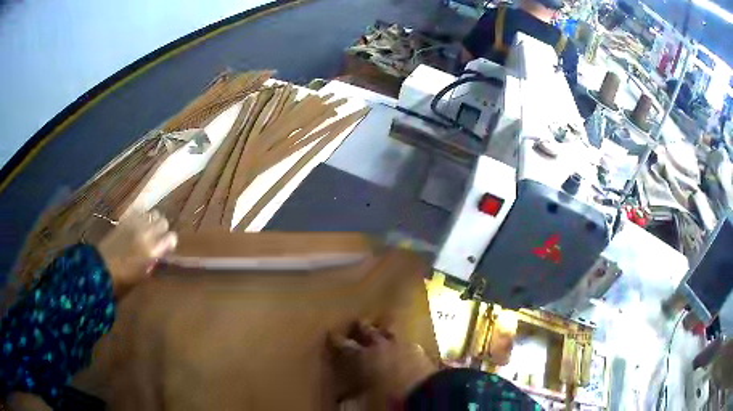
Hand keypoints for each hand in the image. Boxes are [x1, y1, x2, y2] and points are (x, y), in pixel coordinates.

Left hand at [97, 210, 176, 296]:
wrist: (101, 269)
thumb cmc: (123, 279)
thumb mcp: (142, 276)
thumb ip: (153, 262)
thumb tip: (159, 254)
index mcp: (152, 250)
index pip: (172, 237)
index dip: (170, 243)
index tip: (167, 249)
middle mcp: (146, 233)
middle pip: (163, 221)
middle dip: (163, 229)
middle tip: (158, 238)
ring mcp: (135, 224)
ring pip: (153, 213)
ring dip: (153, 221)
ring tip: (148, 230)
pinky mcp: (125, 220)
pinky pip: (139, 212)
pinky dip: (142, 217)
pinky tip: (138, 224)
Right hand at [328, 321, 436, 402]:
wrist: (425, 391)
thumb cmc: (388, 397)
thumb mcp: (365, 400)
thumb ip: (352, 398)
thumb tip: (342, 401)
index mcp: (363, 357)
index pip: (345, 345)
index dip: (336, 340)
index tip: (331, 333)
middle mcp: (381, 346)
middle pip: (368, 330)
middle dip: (361, 327)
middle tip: (357, 322)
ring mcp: (402, 345)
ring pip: (390, 331)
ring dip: (384, 330)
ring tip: (381, 328)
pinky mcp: (419, 350)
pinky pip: (408, 342)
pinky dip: (403, 343)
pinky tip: (404, 345)